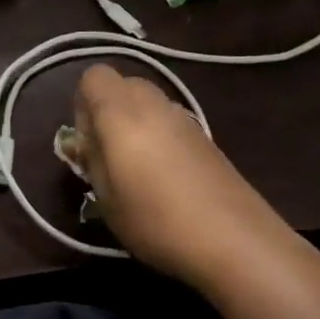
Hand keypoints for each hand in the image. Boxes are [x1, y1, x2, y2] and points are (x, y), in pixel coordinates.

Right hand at [72, 64, 293, 288]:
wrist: (237, 242)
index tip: (87, 141)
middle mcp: (155, 105)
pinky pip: (171, 123)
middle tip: (108, 154)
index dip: (82, 104)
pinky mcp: (207, 139)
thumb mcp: (105, 197)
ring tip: (137, 171)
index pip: (94, 76)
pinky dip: (160, 139)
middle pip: (124, 85)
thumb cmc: (156, 219)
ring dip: (135, 125)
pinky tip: (166, 180)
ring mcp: (186, 120)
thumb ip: (91, 160)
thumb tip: (87, 142)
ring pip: (149, 104)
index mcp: (122, 112)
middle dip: (108, 111)